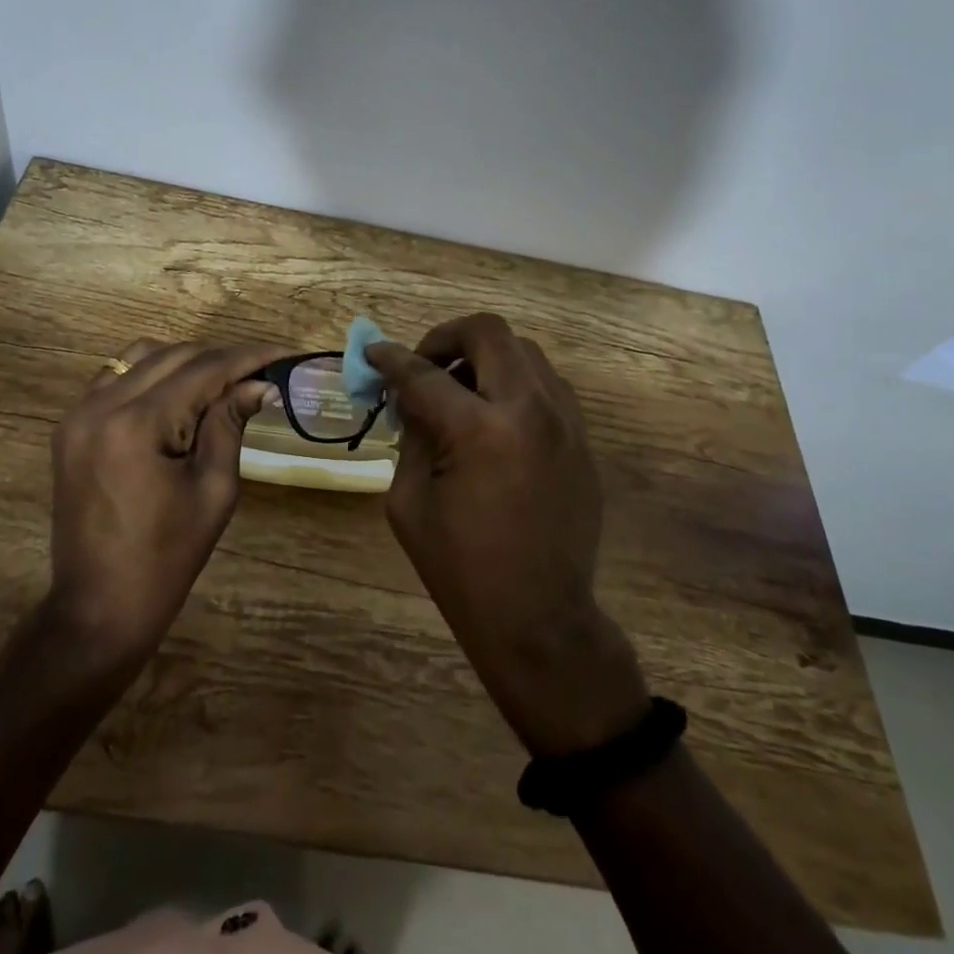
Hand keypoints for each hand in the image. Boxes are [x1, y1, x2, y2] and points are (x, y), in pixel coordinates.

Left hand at [46, 339, 287, 663]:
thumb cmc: (166, 558)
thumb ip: (231, 424)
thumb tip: (260, 384)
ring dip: (187, 362)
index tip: (286, 354)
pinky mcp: (71, 425)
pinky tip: (178, 396)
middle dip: (222, 359)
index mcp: (136, 424)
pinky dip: (152, 374)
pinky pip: (117, 377)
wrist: (98, 607)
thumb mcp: (214, 490)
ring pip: (142, 356)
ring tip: (222, 384)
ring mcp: (79, 413)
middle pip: (174, 355)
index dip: (249, 357)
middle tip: (261, 373)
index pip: (204, 369)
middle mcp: (101, 405)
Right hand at [367, 314, 649, 755]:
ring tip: (459, 392)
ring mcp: (565, 421)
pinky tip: (493, 418)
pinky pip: (545, 385)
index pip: (425, 374)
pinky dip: (513, 383)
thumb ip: (412, 435)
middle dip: (446, 338)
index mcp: (480, 430)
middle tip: (424, 365)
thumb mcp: (410, 501)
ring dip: (484, 358)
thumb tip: (413, 396)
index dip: (390, 359)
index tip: (372, 353)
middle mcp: (530, 410)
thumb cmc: (462, 569)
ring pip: (524, 351)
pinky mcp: (582, 438)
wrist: (541, 620)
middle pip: (489, 332)